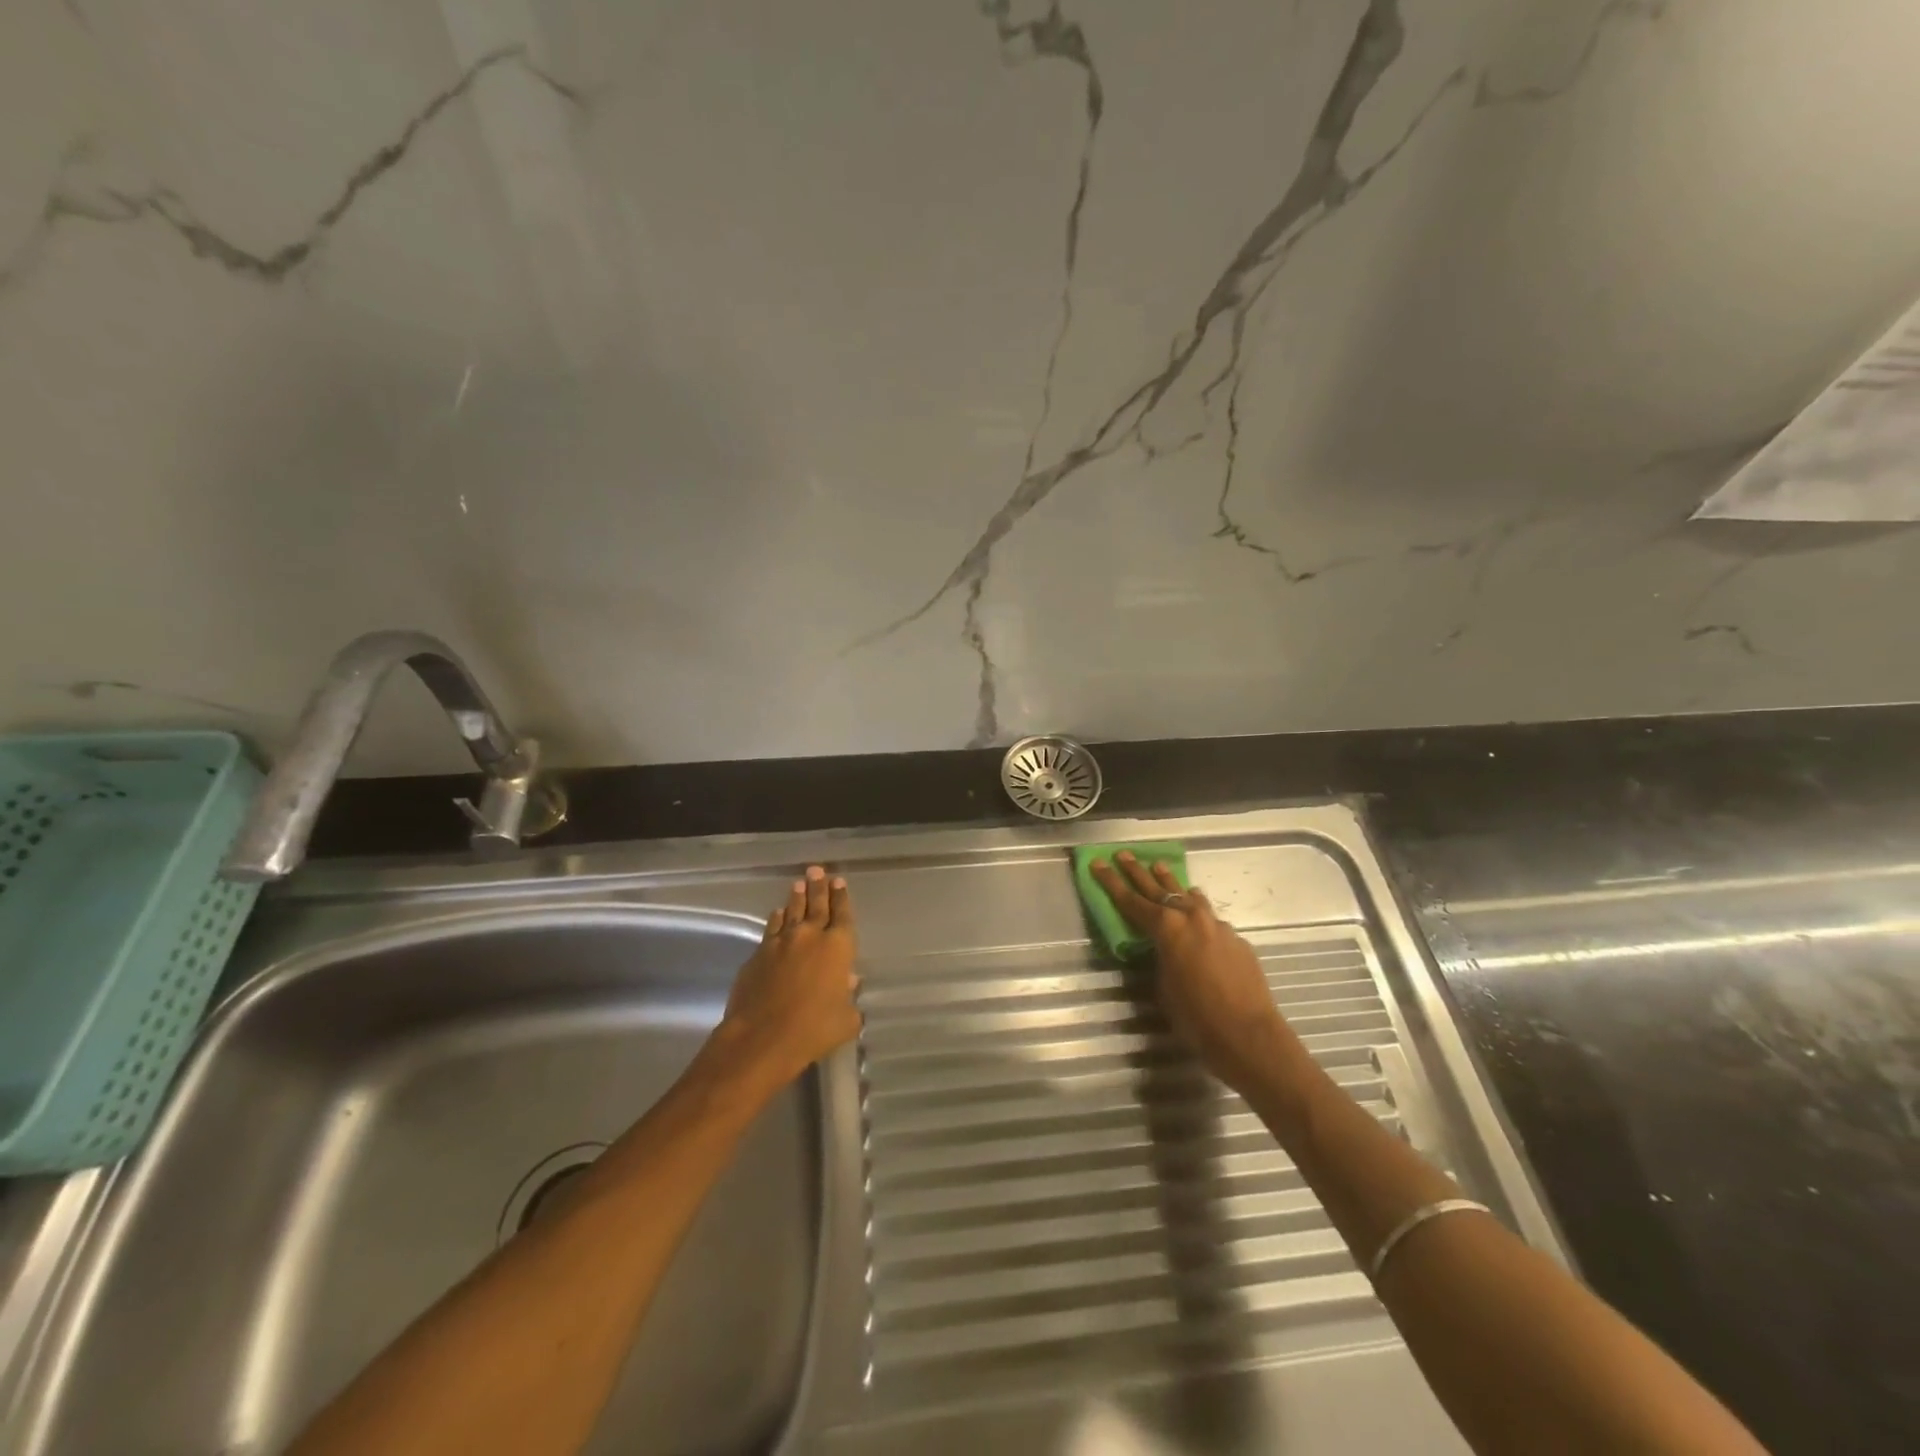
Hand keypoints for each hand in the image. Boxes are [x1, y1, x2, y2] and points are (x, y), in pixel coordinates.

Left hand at [713, 865, 860, 1088]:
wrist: (762, 1037)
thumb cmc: (814, 1029)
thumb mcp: (846, 1019)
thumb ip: (849, 998)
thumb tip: (847, 983)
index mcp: (838, 947)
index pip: (842, 915)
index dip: (841, 897)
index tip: (839, 881)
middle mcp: (810, 937)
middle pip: (816, 905)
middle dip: (819, 886)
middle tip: (818, 870)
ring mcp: (781, 943)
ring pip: (791, 912)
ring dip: (796, 897)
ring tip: (798, 883)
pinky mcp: (758, 954)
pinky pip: (771, 929)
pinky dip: (776, 919)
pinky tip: (777, 914)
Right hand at [1090, 851, 1290, 1095]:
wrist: (1250, 1036)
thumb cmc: (1197, 1018)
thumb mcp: (1163, 987)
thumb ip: (1160, 959)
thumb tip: (1164, 949)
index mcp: (1166, 928)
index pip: (1131, 900)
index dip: (1111, 882)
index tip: (1098, 863)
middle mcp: (1192, 918)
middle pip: (1159, 888)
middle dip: (1138, 871)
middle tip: (1123, 855)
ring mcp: (1218, 926)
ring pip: (1190, 897)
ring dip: (1172, 884)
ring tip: (1160, 868)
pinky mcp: (1237, 940)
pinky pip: (1211, 919)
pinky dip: (1198, 914)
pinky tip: (1197, 920)